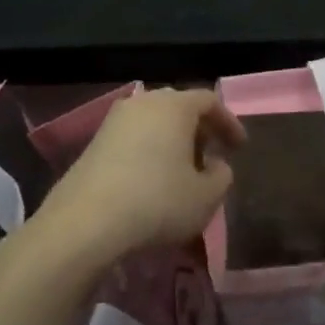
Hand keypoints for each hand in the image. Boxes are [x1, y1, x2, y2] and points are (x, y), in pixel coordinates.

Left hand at [32, 89, 245, 266]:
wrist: (85, 224)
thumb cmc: (158, 202)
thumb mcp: (207, 196)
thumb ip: (222, 175)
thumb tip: (215, 165)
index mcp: (174, 107)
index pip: (209, 101)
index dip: (229, 122)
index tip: (239, 147)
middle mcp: (143, 103)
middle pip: (179, 107)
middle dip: (199, 129)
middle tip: (212, 154)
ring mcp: (113, 122)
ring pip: (153, 122)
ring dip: (173, 141)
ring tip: (183, 169)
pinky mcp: (92, 144)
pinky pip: (133, 138)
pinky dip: (150, 151)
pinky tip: (153, 180)